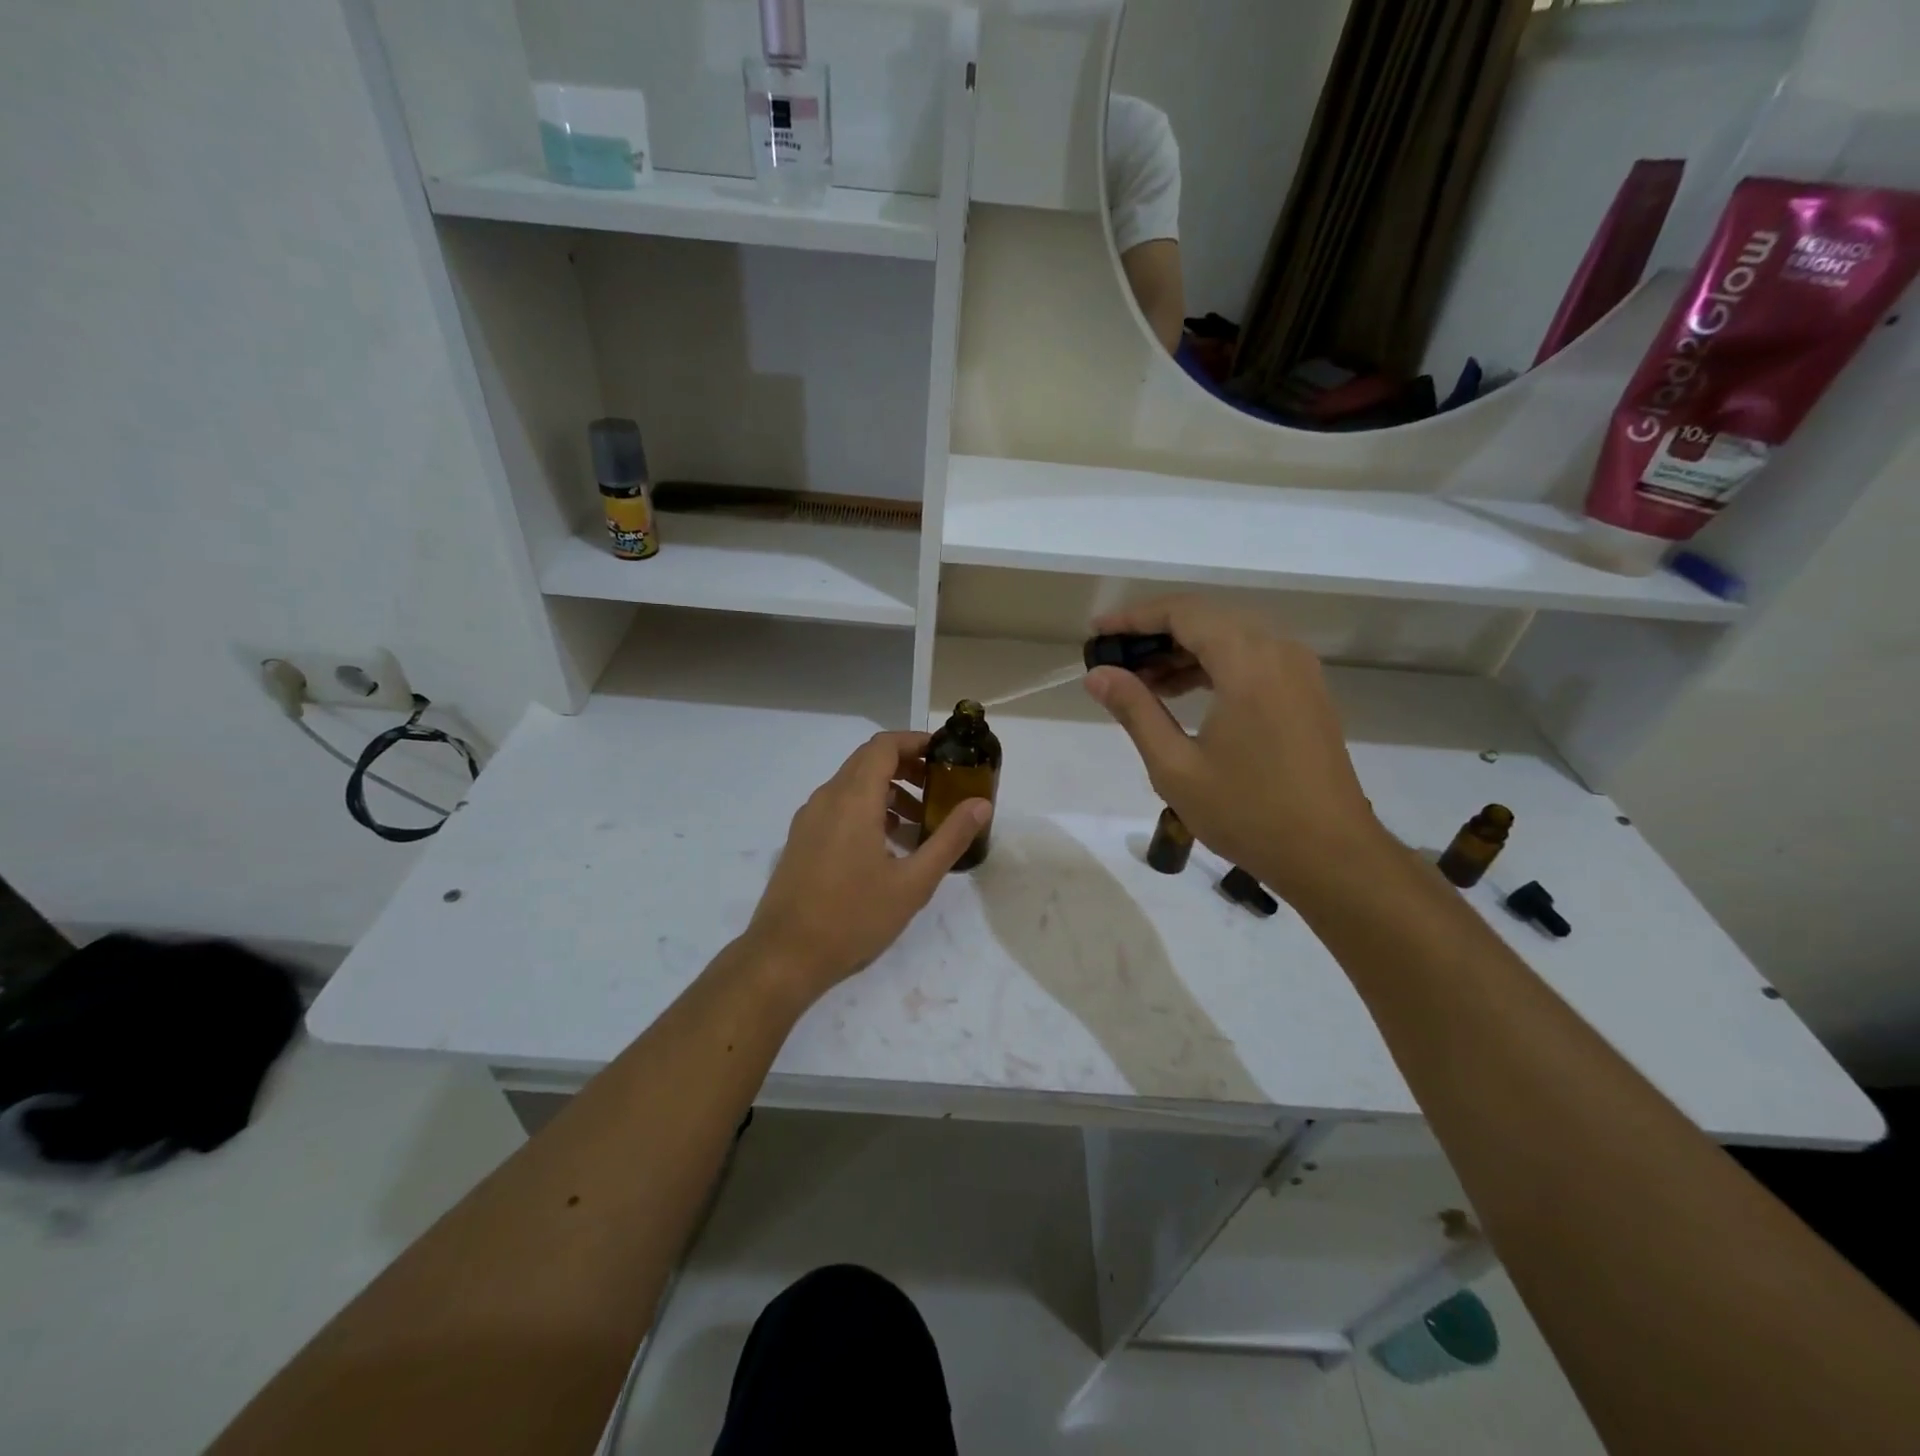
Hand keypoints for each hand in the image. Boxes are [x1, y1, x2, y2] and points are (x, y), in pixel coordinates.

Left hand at [743, 731, 990, 999]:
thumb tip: (981, 804)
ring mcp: (809, 819)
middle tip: (940, 789)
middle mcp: (827, 798)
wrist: (784, 956)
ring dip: (888, 791)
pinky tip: (888, 846)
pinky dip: (867, 810)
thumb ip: (949, 838)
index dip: (916, 742)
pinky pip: (838, 807)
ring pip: (853, 786)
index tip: (945, 755)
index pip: (884, 746)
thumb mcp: (913, 882)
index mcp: (853, 799)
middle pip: (868, 761)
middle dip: (907, 767)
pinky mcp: (801, 839)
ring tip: (919, 824)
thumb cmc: (853, 917)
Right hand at [1084, 595, 1390, 900]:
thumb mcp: (1175, 766)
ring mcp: (1298, 670)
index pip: (1183, 613)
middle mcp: (1278, 651)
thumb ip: (1135, 710)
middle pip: (1207, 618)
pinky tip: (1182, 694)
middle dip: (1156, 633)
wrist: (1330, 855)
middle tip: (1113, 659)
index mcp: (1247, 662)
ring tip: (1140, 681)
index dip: (1135, 617)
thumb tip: (1098, 674)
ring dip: (1183, 650)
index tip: (1097, 631)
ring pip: (1230, 637)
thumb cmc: (1247, 812)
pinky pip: (1251, 658)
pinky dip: (1212, 665)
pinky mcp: (1305, 691)